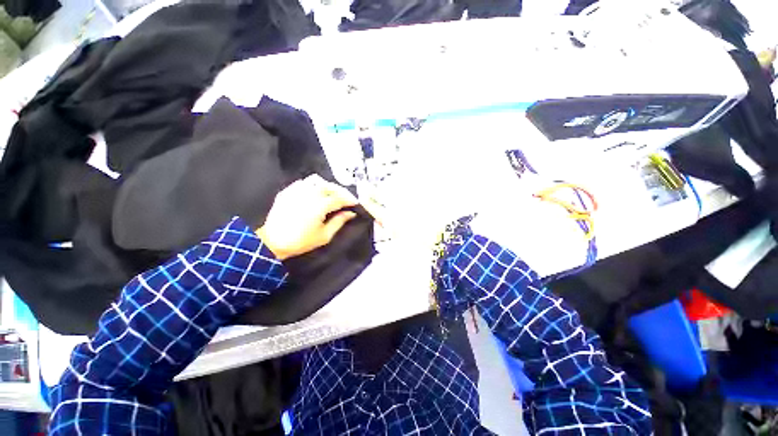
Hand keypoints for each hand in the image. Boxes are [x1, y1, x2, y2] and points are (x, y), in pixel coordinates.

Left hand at [257, 175, 358, 259]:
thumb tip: (350, 213)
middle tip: (346, 198)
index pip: (339, 198)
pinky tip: (315, 193)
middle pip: (330, 186)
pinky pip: (303, 182)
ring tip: (332, 194)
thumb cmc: (300, 241)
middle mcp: (309, 194)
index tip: (355, 203)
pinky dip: (313, 185)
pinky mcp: (287, 191)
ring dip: (328, 186)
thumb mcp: (324, 235)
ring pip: (317, 181)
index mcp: (319, 206)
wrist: (273, 242)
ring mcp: (296, 191)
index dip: (349, 200)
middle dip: (341, 191)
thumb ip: (339, 222)